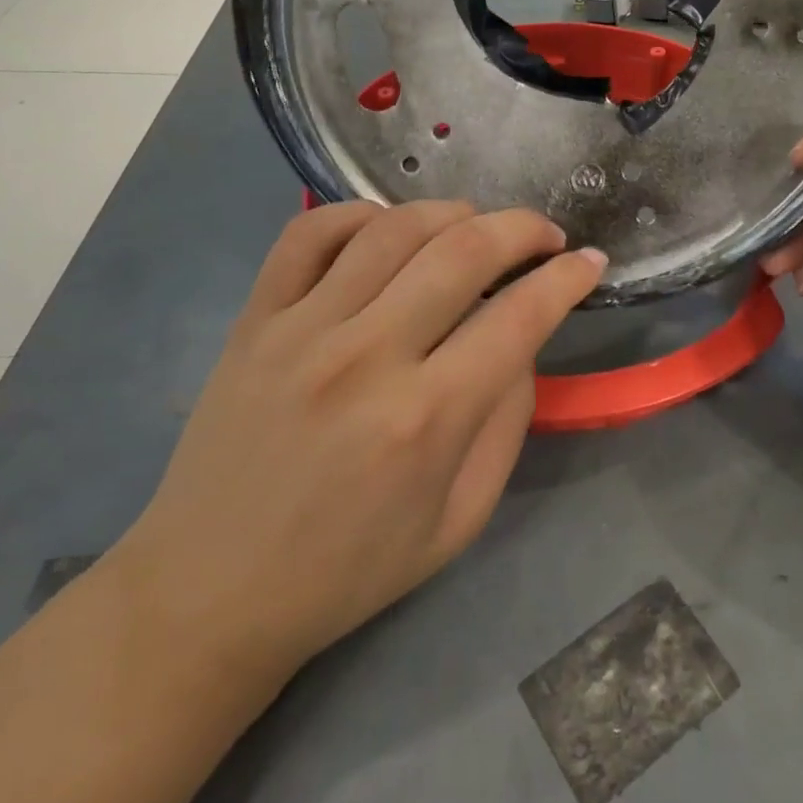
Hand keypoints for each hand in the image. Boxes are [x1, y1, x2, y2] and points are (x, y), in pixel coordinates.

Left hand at [114, 201, 604, 685]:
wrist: (211, 590)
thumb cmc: (348, 570)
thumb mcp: (459, 520)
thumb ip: (504, 422)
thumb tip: (523, 340)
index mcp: (426, 420)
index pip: (520, 317)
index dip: (568, 280)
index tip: (591, 262)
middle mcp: (367, 357)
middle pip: (463, 251)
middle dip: (522, 228)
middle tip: (545, 235)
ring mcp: (302, 329)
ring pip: (392, 228)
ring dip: (452, 212)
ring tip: (475, 226)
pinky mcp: (254, 318)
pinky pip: (308, 233)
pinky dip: (358, 213)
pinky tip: (386, 229)